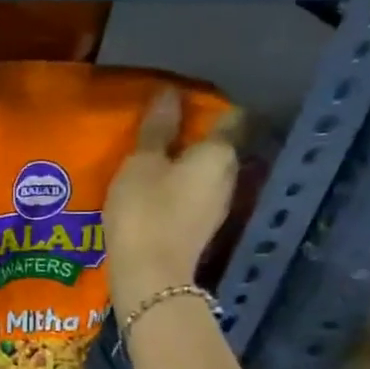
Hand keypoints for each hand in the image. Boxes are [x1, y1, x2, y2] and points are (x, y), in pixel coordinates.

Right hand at [105, 88, 239, 302]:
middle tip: (158, 125)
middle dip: (191, 135)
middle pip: (215, 146)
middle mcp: (227, 177)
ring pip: (202, 172)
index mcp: (218, 155)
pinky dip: (175, 185)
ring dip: (181, 163)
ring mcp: (216, 206)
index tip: (179, 99)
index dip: (206, 105)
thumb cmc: (145, 211)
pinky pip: (191, 194)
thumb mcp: (141, 164)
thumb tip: (169, 93)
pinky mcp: (200, 227)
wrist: (150, 275)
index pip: (227, 117)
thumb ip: (157, 129)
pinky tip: (151, 186)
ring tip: (150, 155)